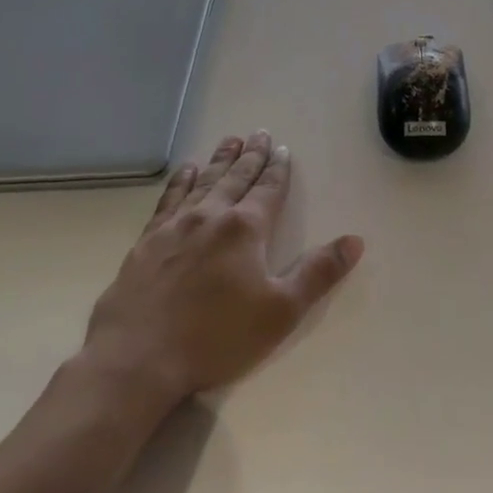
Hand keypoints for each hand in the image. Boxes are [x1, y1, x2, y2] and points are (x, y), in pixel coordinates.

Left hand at [80, 132, 363, 405]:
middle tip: (259, 133)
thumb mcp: (281, 311)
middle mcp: (211, 216)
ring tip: (230, 140)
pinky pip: (169, 199)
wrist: (137, 358)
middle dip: (251, 156)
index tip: (284, 149)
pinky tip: (185, 172)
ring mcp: (175, 226)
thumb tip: (355, 241)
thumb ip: (318, 273)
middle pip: (236, 177)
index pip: (268, 189)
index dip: (278, 169)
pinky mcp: (147, 242)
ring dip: (219, 160)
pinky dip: (181, 181)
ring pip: (204, 181)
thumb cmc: (216, 337)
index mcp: (245, 228)